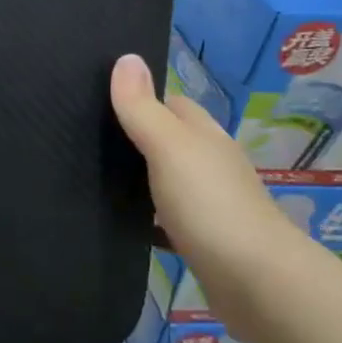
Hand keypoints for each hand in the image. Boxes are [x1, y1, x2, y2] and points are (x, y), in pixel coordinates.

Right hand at [109, 53, 313, 334]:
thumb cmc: (211, 206)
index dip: (140, 98)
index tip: (98, 99)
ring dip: (139, 180)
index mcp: (205, 137)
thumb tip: (127, 57)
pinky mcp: (204, 243)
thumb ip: (143, 109)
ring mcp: (210, 205)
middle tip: (84, 140)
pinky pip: (167, 222)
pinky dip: (147, 220)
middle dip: (134, 139)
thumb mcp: (170, 148)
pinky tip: (119, 224)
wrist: (257, 285)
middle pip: (168, 141)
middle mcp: (211, 165)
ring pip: (166, 182)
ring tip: (90, 178)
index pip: (172, 104)